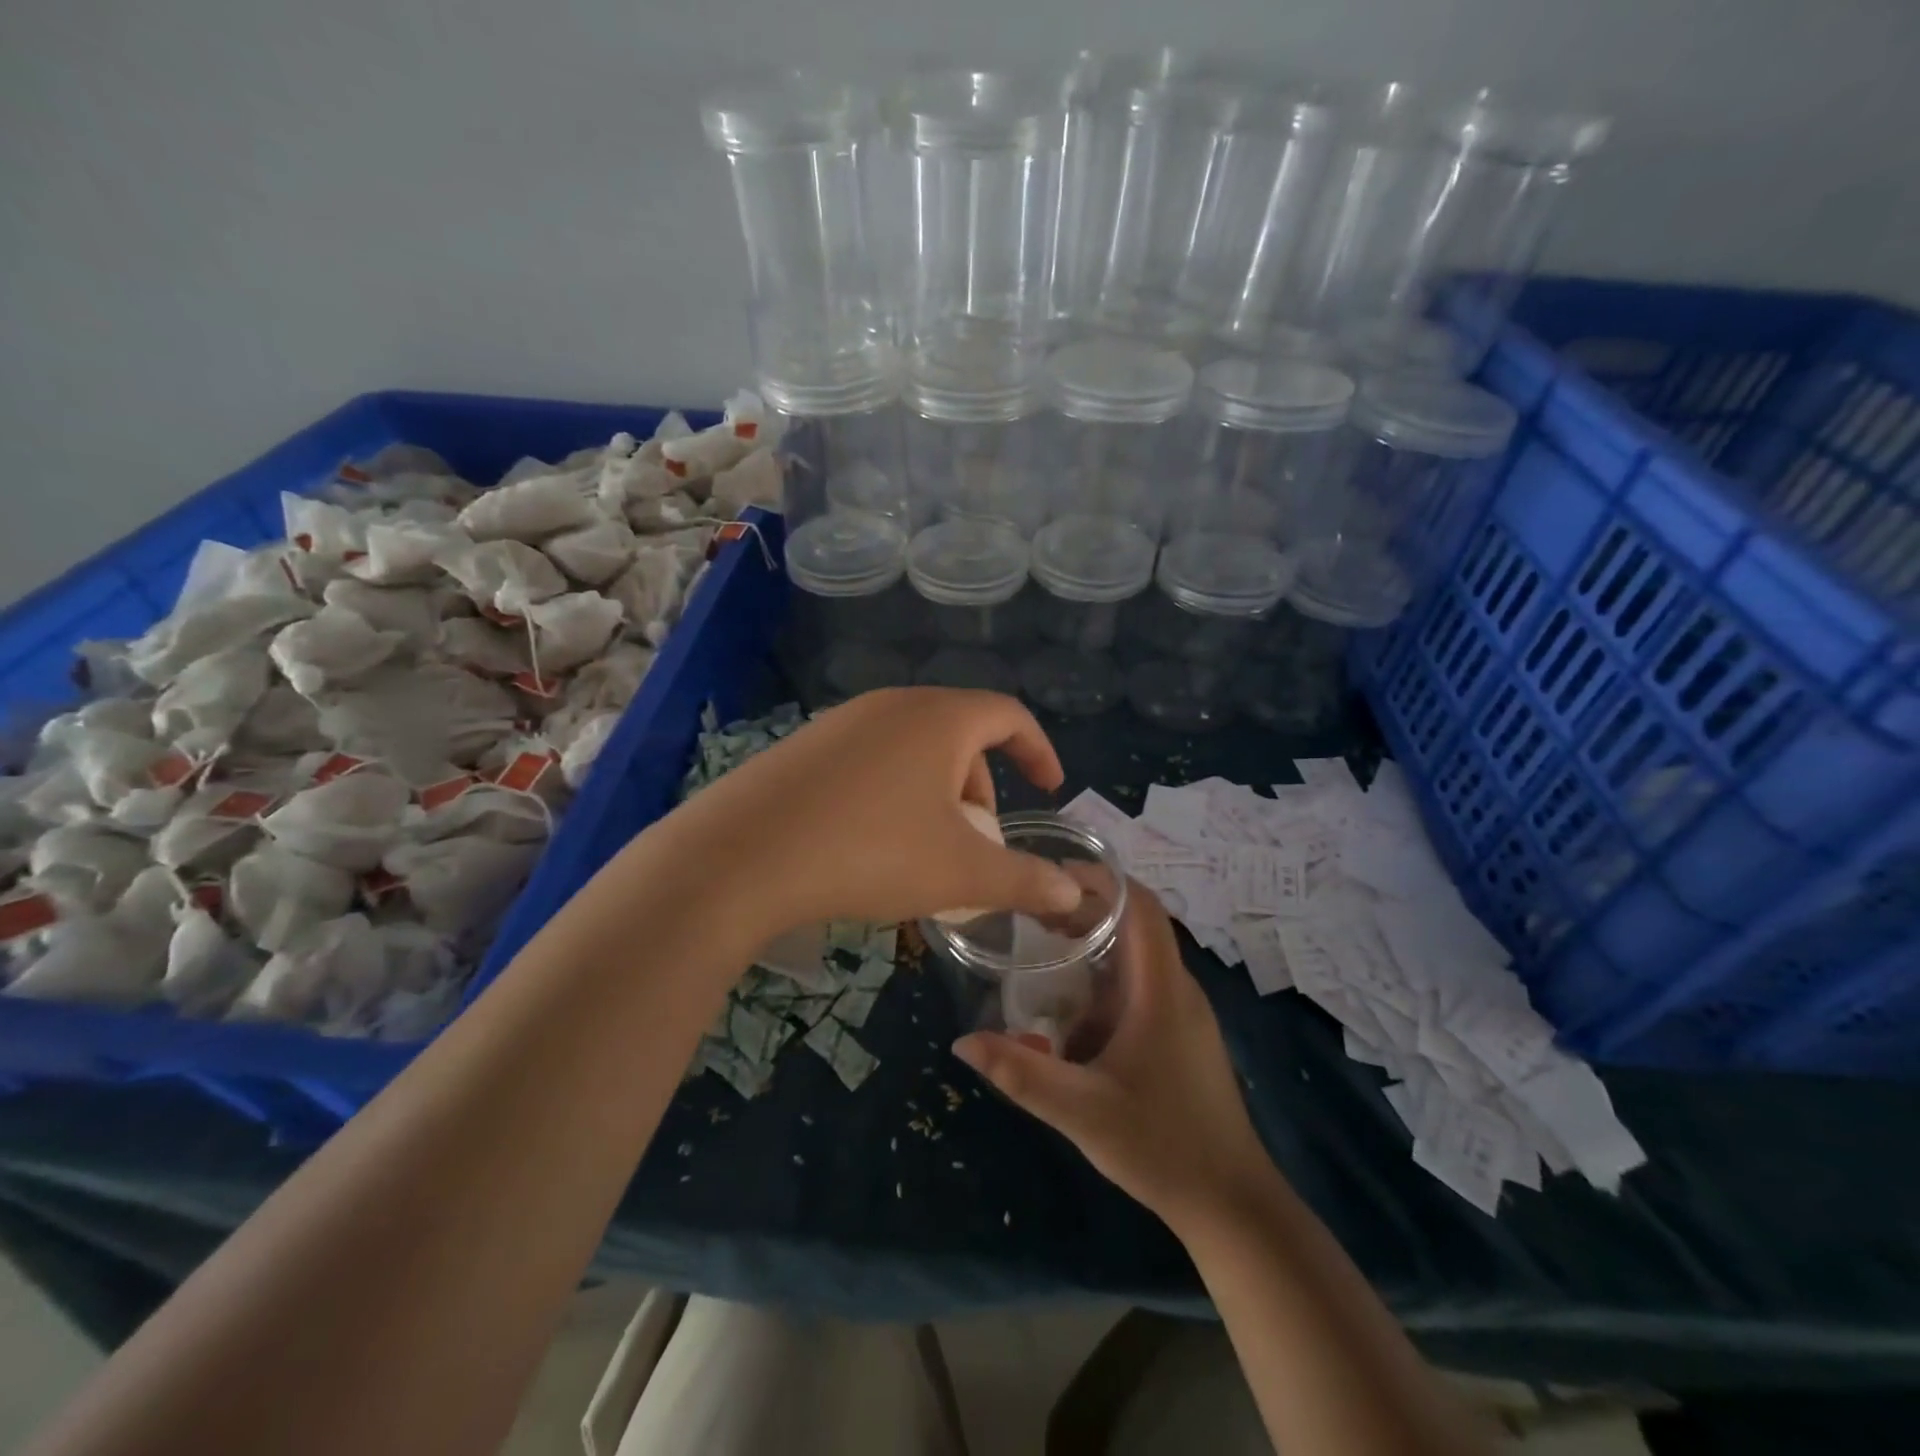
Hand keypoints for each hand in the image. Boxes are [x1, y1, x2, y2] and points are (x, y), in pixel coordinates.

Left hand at [662, 688, 1083, 934]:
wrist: (740, 857)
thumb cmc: (869, 851)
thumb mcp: (960, 872)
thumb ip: (1025, 880)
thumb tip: (1074, 895)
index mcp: (939, 718)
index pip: (1009, 715)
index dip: (1038, 750)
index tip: (1049, 788)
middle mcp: (891, 705)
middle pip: (959, 736)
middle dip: (980, 789)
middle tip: (977, 843)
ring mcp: (841, 722)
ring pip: (913, 752)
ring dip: (935, 796)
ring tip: (924, 853)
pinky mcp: (804, 748)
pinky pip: (870, 762)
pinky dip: (892, 795)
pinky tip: (869, 845)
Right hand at [953, 884, 1273, 1233]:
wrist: (1232, 1204)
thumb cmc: (1162, 1146)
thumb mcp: (1082, 1112)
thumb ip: (1022, 1074)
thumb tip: (962, 1042)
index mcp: (1162, 990)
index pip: (1141, 906)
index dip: (1103, 879)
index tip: (1055, 873)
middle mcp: (1178, 989)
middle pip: (1137, 924)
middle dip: (1087, 909)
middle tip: (1034, 911)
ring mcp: (1185, 1013)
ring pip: (1139, 956)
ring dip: (1096, 944)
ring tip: (1045, 945)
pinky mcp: (1182, 1035)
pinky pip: (1142, 985)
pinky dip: (1106, 977)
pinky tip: (1072, 1007)